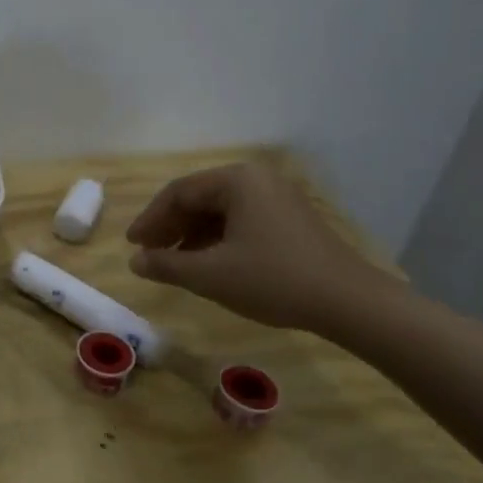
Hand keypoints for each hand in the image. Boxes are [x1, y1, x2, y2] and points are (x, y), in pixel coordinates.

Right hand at [125, 160, 394, 332]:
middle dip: (171, 227)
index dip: (150, 220)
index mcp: (236, 181)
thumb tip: (135, 261)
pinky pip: (242, 221)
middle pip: (200, 198)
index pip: (178, 193)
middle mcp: (257, 179)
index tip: (132, 245)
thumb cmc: (274, 280)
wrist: (350, 302)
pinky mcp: (291, 219)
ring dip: (192, 236)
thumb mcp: (211, 275)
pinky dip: (218, 240)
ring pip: (220, 211)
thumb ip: (167, 265)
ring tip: (175, 264)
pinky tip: (209, 265)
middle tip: (149, 254)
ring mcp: (278, 198)